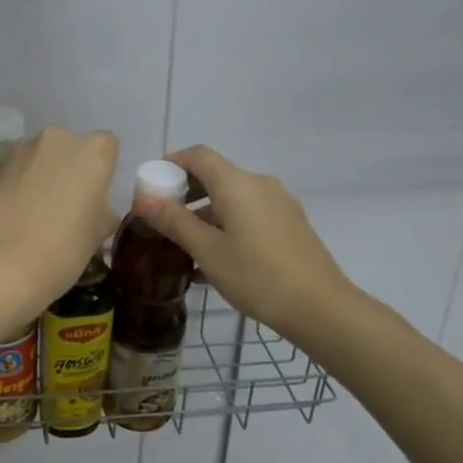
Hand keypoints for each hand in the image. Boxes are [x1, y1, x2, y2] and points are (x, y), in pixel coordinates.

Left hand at [0, 126, 119, 313]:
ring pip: (42, 159)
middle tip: (69, 208)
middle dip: (71, 171)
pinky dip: (20, 187)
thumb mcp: (96, 236)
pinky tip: (17, 218)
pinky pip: (18, 173)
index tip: (96, 198)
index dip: (102, 171)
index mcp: (92, 152)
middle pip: (71, 148)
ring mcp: (21, 151)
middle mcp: (57, 140)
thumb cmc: (61, 250)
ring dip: (44, 177)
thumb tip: (96, 210)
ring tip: (40, 216)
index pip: (107, 147)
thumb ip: (101, 213)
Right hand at [133, 145, 361, 341]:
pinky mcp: (290, 224)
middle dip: (185, 191)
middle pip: (215, 175)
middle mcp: (260, 184)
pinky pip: (250, 214)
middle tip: (161, 217)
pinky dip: (227, 224)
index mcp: (237, 183)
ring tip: (185, 244)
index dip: (170, 163)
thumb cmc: (256, 275)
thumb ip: (173, 221)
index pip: (198, 155)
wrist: (320, 308)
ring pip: (233, 198)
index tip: (150, 185)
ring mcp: (279, 204)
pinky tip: (216, 259)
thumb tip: (142, 199)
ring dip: (205, 212)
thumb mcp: (207, 250)